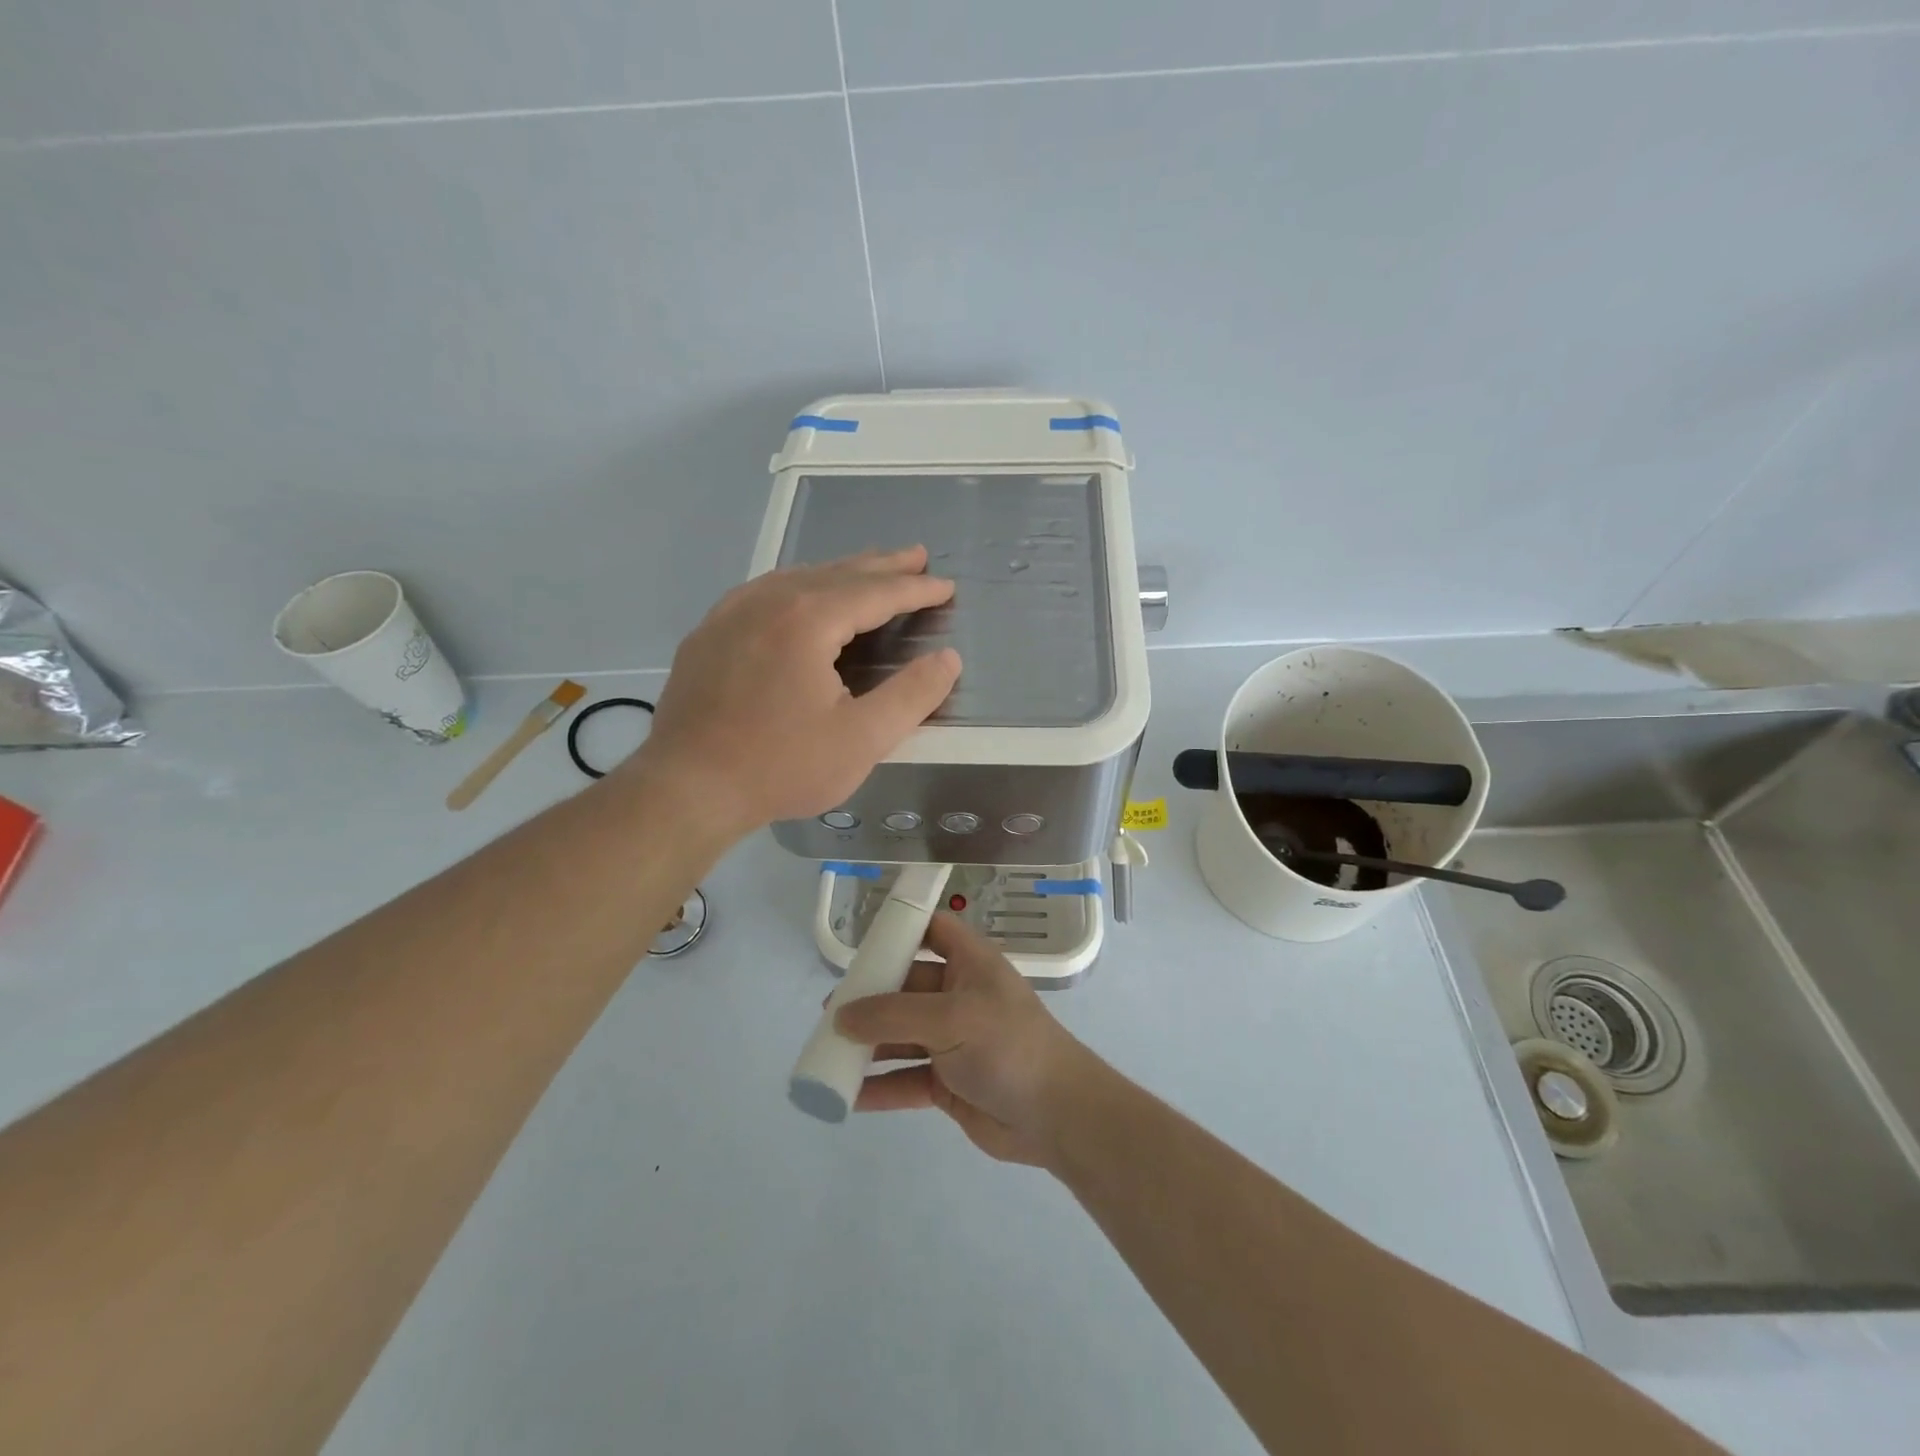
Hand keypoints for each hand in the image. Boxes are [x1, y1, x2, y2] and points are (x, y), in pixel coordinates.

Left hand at [629, 546, 960, 834]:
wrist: (687, 789)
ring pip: (796, 577)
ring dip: (839, 571)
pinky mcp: (707, 635)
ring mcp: (729, 614)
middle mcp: (767, 601)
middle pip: (836, 573)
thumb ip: (912, 695)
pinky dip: (797, 585)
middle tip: (917, 555)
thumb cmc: (781, 766)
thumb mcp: (862, 739)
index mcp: (807, 619)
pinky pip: (763, 593)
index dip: (915, 589)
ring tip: (868, 569)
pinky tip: (799, 595)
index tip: (946, 586)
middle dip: (882, 566)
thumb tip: (949, 658)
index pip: (875, 592)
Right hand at [834, 913, 1096, 1165]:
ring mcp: (953, 1041)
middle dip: (870, 998)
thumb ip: (892, 1015)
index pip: (933, 930)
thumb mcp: (950, 1019)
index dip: (902, 929)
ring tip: (827, 1051)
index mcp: (970, 964)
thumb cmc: (1007, 1046)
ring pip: (901, 1036)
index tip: (862, 942)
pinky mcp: (948, 1083)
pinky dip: (878, 1086)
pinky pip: (905, 1078)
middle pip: (906, 987)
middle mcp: (959, 996)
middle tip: (830, 1013)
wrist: (1056, 1115)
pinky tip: (846, 1096)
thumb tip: (840, 1016)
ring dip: (868, 1044)